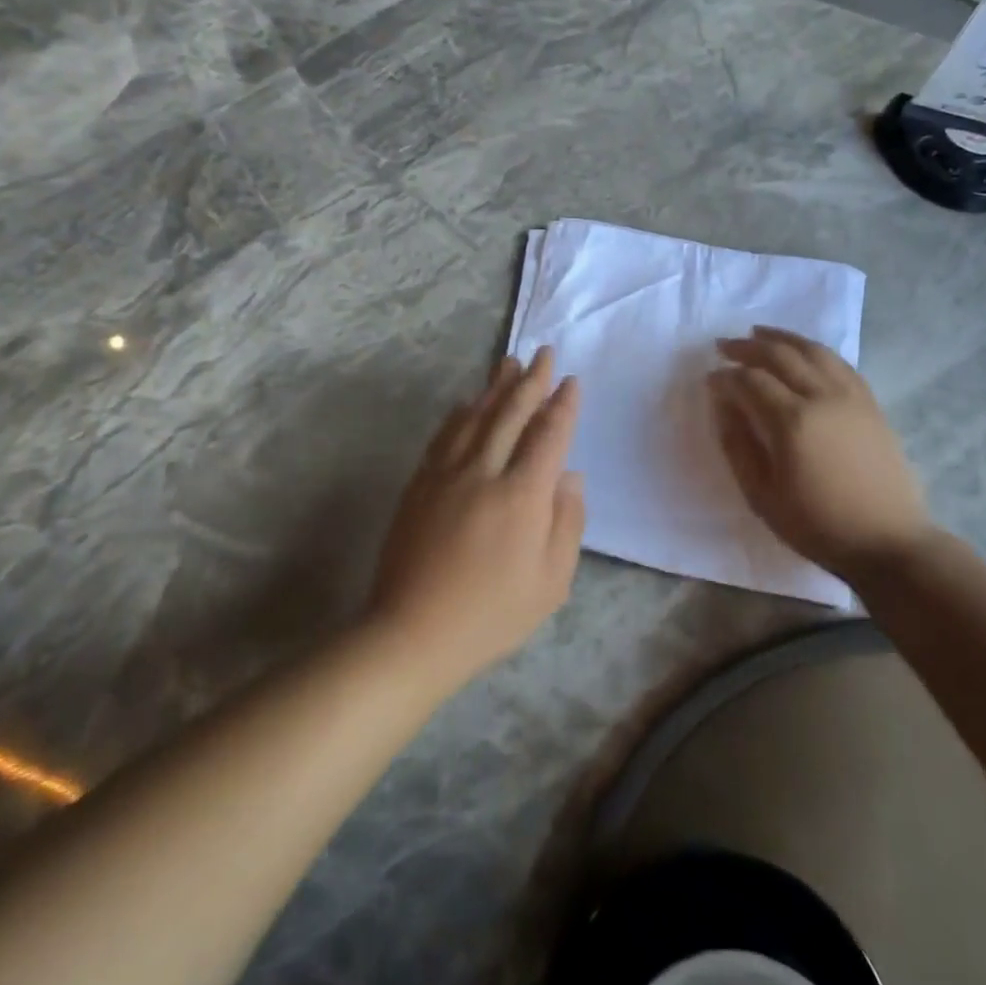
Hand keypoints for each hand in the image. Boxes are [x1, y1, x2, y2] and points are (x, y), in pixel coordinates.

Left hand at [366, 348, 585, 691]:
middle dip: (531, 381)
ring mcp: (447, 473)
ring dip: (496, 387)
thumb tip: (570, 476)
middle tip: (544, 353)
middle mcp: (485, 472)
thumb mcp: (551, 582)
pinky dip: (461, 413)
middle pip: (511, 413)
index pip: (548, 435)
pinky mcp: (421, 482)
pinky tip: (468, 403)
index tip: (571, 381)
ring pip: (476, 416)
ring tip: (509, 362)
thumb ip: (567, 523)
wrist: (414, 631)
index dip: (562, 405)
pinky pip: (445, 435)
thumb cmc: (492, 614)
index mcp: (522, 496)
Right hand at [709, 327, 929, 576]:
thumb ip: (738, 445)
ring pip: (812, 351)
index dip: (725, 376)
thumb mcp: (762, 495)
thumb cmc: (817, 525)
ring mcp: (851, 397)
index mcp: (792, 422)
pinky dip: (815, 350)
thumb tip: (723, 406)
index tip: (709, 380)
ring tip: (758, 333)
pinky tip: (803, 352)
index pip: (750, 381)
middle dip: (747, 347)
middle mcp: (822, 397)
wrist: (887, 542)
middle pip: (780, 356)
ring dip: (781, 338)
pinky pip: (840, 363)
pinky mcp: (871, 404)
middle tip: (723, 346)